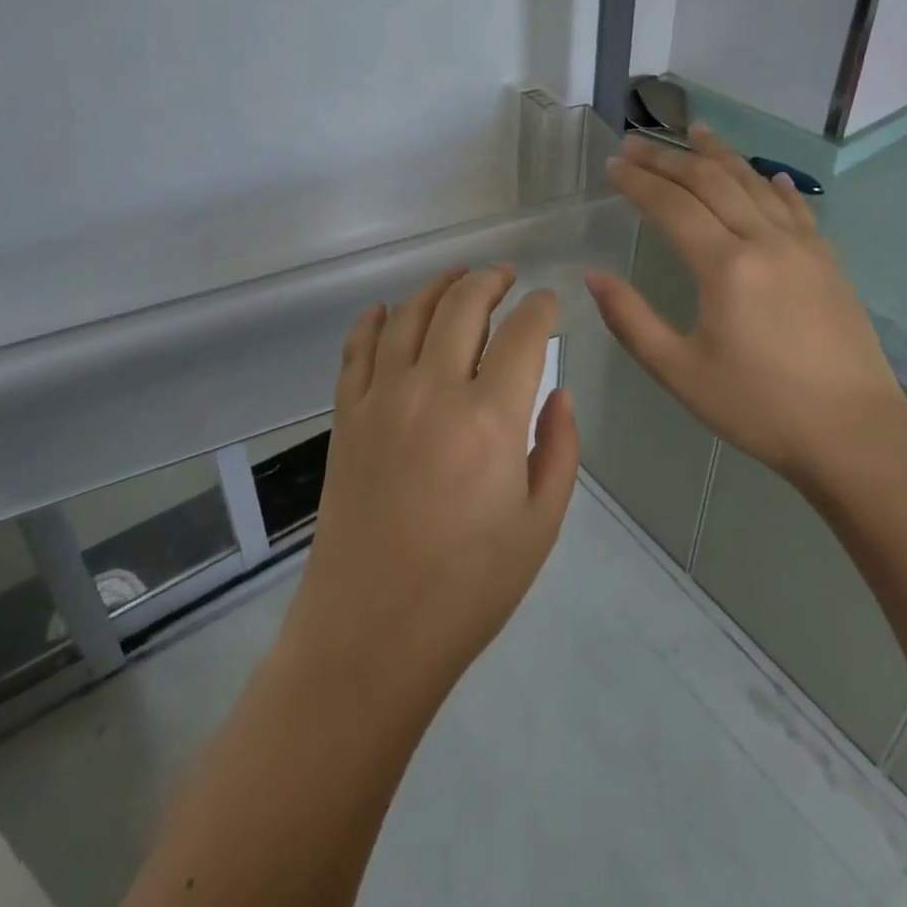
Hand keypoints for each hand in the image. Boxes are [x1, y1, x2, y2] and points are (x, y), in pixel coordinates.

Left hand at [282, 266, 577, 702]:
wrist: (371, 631)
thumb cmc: (469, 587)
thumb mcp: (540, 525)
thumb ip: (559, 449)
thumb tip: (560, 393)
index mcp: (491, 417)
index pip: (523, 334)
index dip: (541, 308)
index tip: (548, 301)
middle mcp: (434, 389)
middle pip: (463, 306)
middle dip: (490, 281)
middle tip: (505, 276)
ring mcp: (382, 397)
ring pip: (410, 314)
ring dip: (437, 285)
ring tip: (457, 276)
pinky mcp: (346, 414)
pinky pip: (358, 348)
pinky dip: (373, 321)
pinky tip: (386, 310)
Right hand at [585, 126, 906, 483]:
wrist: (855, 437)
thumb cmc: (759, 407)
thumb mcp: (679, 372)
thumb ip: (631, 320)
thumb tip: (593, 276)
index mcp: (725, 266)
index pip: (672, 205)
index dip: (638, 182)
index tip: (611, 164)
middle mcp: (764, 242)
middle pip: (711, 182)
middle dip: (668, 158)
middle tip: (636, 143)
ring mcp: (803, 248)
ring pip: (754, 184)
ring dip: (720, 155)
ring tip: (694, 131)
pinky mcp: (828, 263)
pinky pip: (795, 209)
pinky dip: (774, 185)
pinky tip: (766, 176)